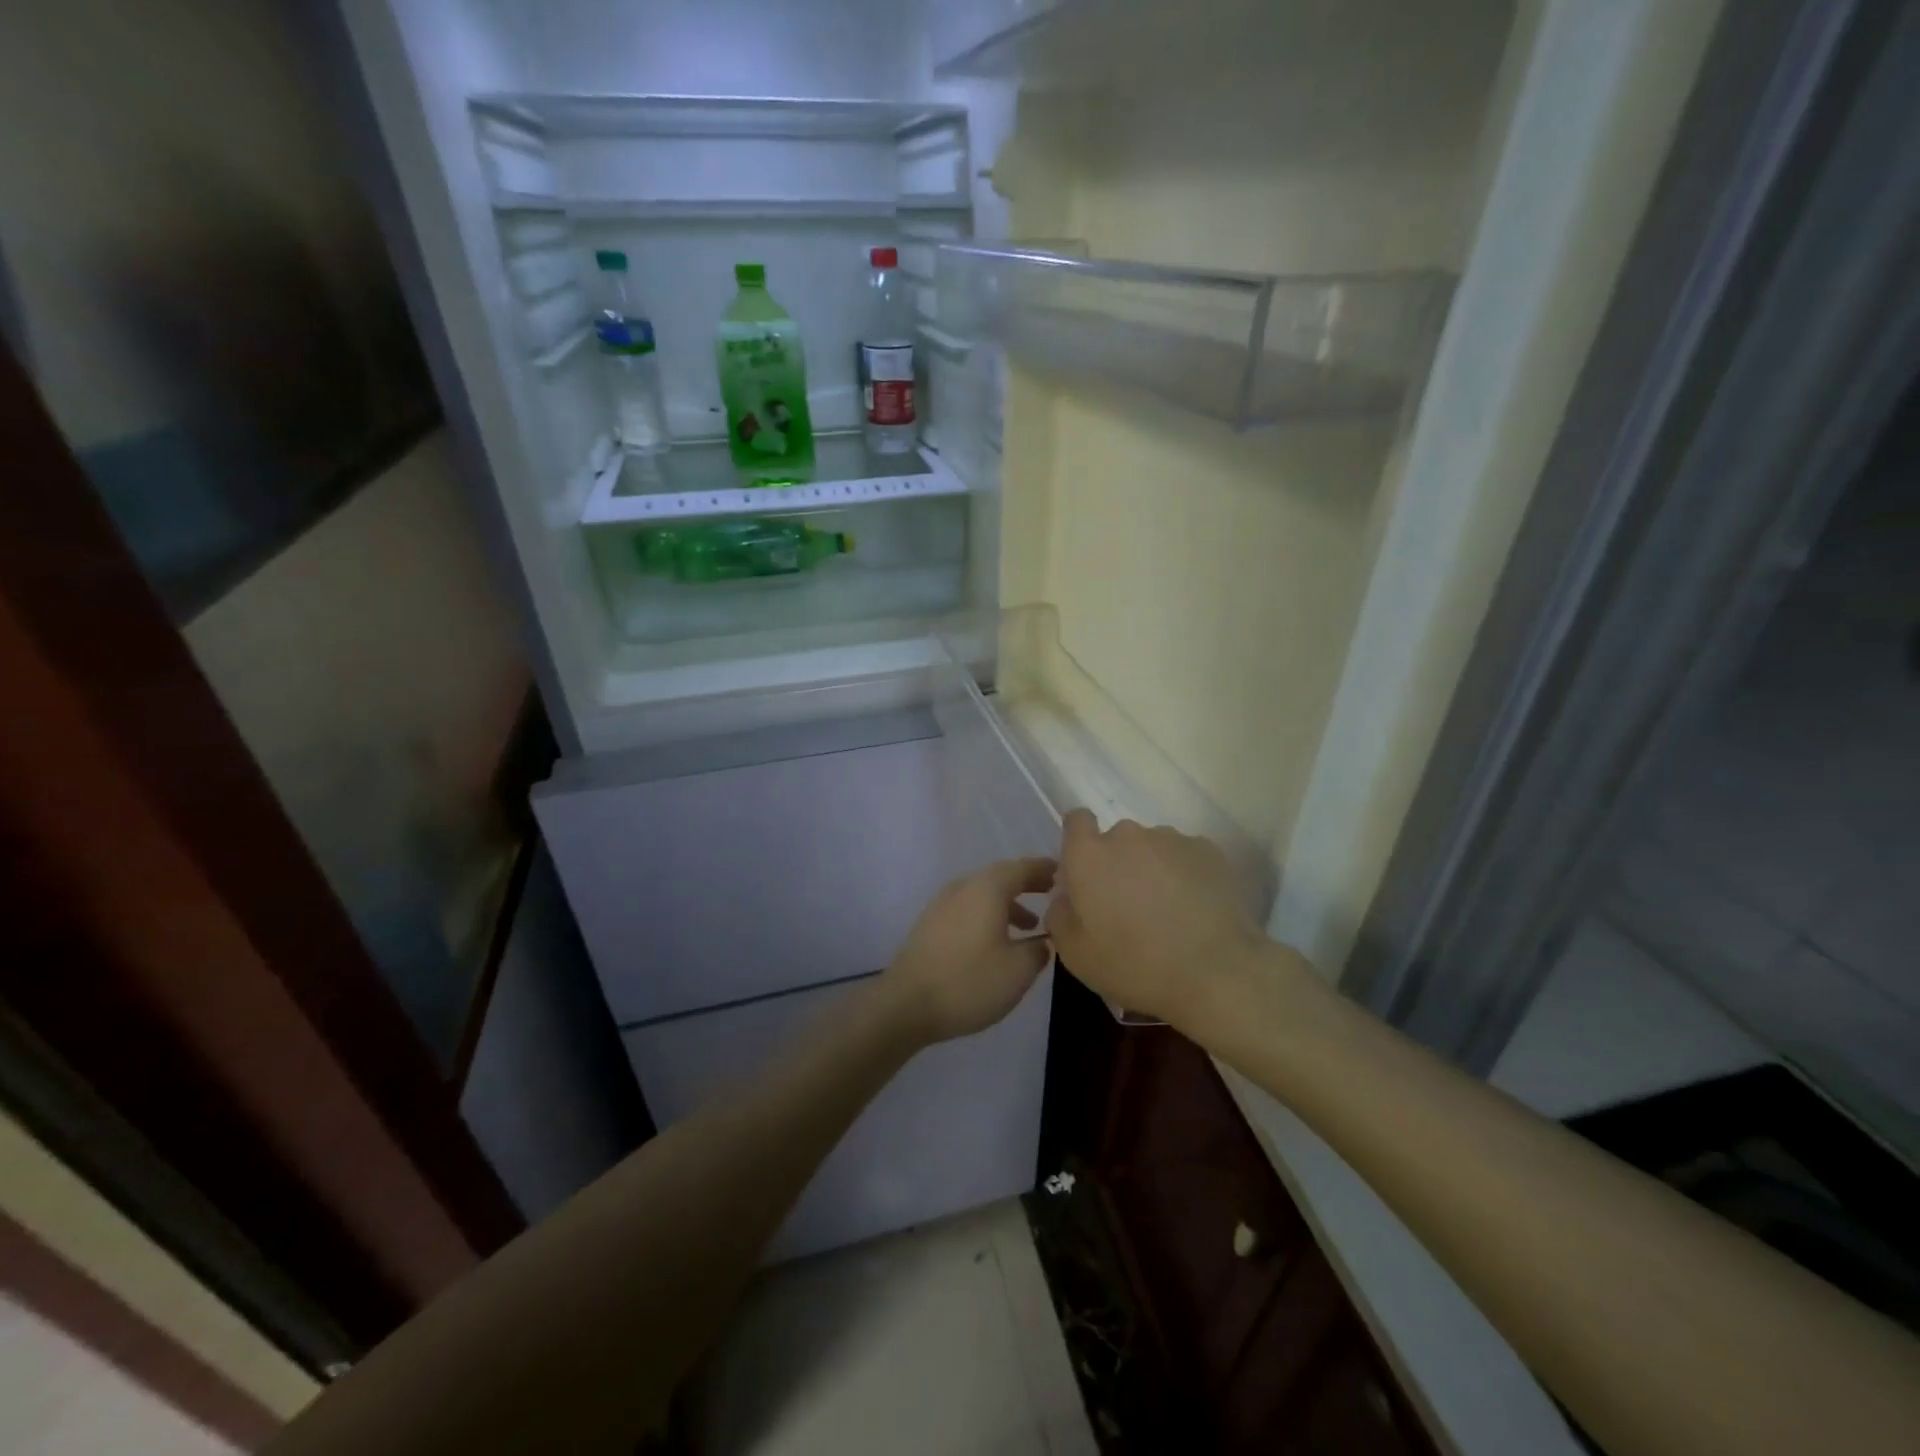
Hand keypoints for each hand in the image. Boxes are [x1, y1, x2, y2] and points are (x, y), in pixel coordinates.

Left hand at [880, 857, 1056, 1044]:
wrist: (906, 1004)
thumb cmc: (969, 982)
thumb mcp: (1018, 970)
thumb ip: (1039, 949)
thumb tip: (1044, 940)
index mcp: (987, 888)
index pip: (1022, 867)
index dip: (1045, 869)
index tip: (1064, 873)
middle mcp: (963, 887)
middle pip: (1000, 877)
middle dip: (1026, 885)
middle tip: (1050, 894)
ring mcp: (941, 904)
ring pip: (982, 894)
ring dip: (1007, 904)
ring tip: (1029, 926)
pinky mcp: (930, 924)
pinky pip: (968, 909)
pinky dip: (988, 916)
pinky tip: (995, 942)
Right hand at [1046, 809, 1264, 1028]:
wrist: (1216, 973)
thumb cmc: (1135, 965)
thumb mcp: (1075, 954)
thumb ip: (1059, 915)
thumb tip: (1065, 897)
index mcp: (1089, 856)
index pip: (1076, 821)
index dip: (1078, 842)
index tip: (1086, 874)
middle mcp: (1127, 835)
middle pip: (1115, 840)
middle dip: (1117, 864)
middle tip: (1127, 906)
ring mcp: (1170, 839)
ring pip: (1151, 848)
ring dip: (1151, 869)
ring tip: (1167, 911)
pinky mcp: (1207, 850)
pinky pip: (1184, 856)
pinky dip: (1183, 875)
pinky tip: (1193, 909)